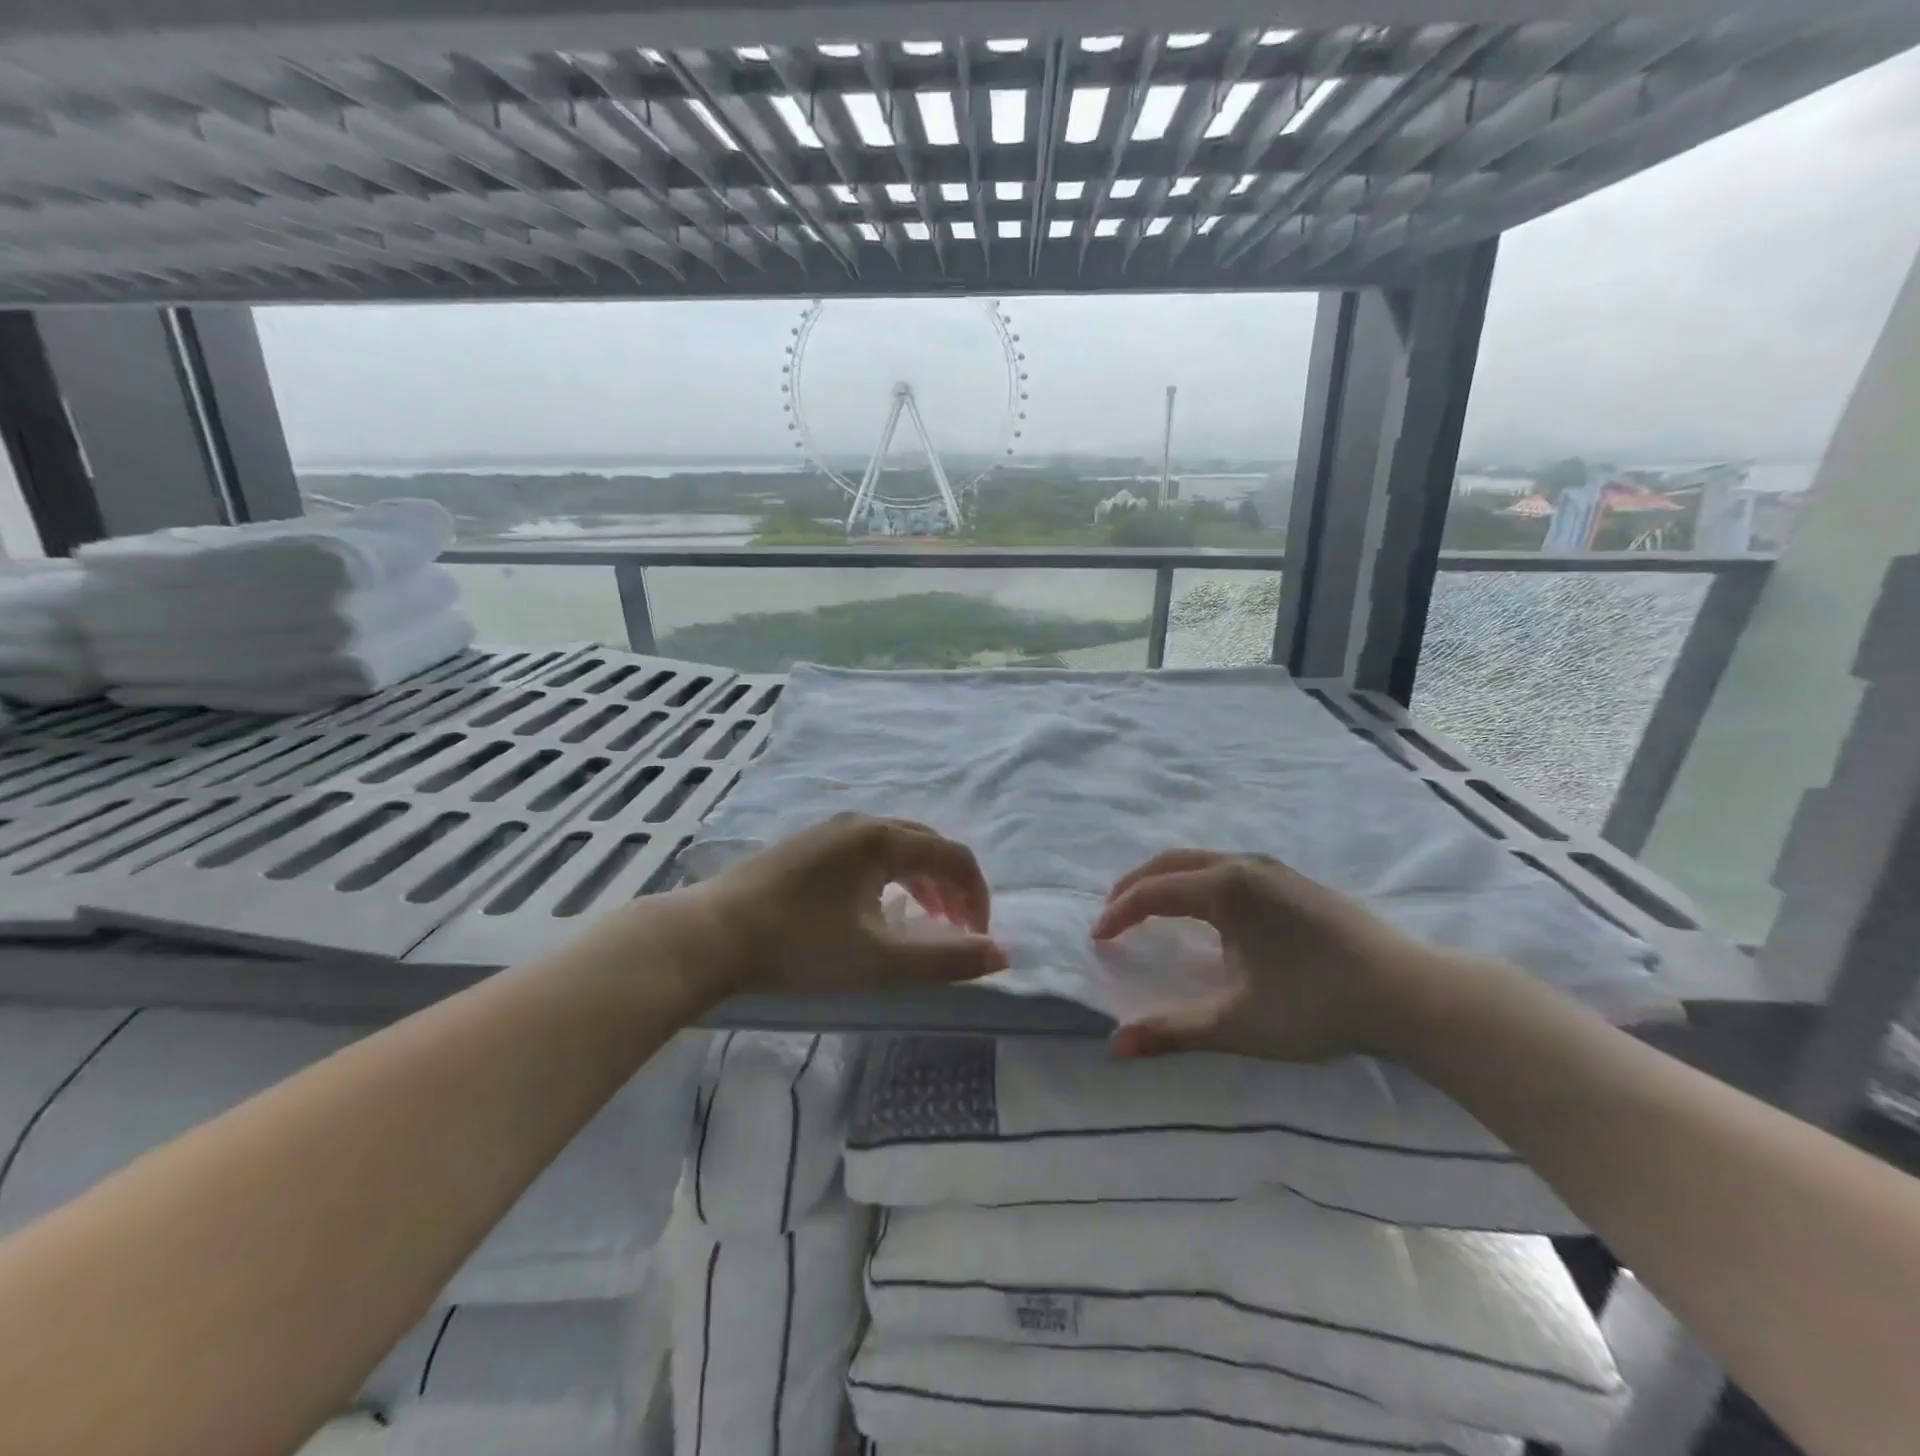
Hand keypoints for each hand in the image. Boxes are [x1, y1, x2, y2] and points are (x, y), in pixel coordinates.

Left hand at [637, 815, 1006, 1002]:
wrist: (710, 935)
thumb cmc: (800, 946)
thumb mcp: (880, 961)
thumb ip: (946, 959)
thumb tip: (1002, 955)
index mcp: (883, 839)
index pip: (952, 855)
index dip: (976, 894)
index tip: (979, 935)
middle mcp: (860, 823)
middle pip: (926, 844)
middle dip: (950, 885)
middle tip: (956, 927)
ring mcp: (829, 831)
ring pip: (895, 846)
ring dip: (920, 879)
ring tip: (924, 918)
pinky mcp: (806, 846)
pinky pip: (867, 851)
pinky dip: (889, 875)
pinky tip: (875, 907)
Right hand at [1091, 849, 1449, 1061]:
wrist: (1411, 993)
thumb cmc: (1318, 1006)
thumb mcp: (1238, 1024)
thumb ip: (1173, 1032)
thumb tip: (1114, 1047)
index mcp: (1226, 889)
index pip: (1153, 892)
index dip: (1119, 914)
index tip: (1097, 940)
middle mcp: (1244, 865)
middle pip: (1171, 862)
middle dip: (1134, 885)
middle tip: (1112, 914)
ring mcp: (1272, 868)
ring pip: (1201, 860)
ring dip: (1166, 879)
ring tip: (1149, 909)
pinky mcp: (1293, 879)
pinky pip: (1226, 866)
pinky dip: (1195, 880)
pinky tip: (1205, 911)